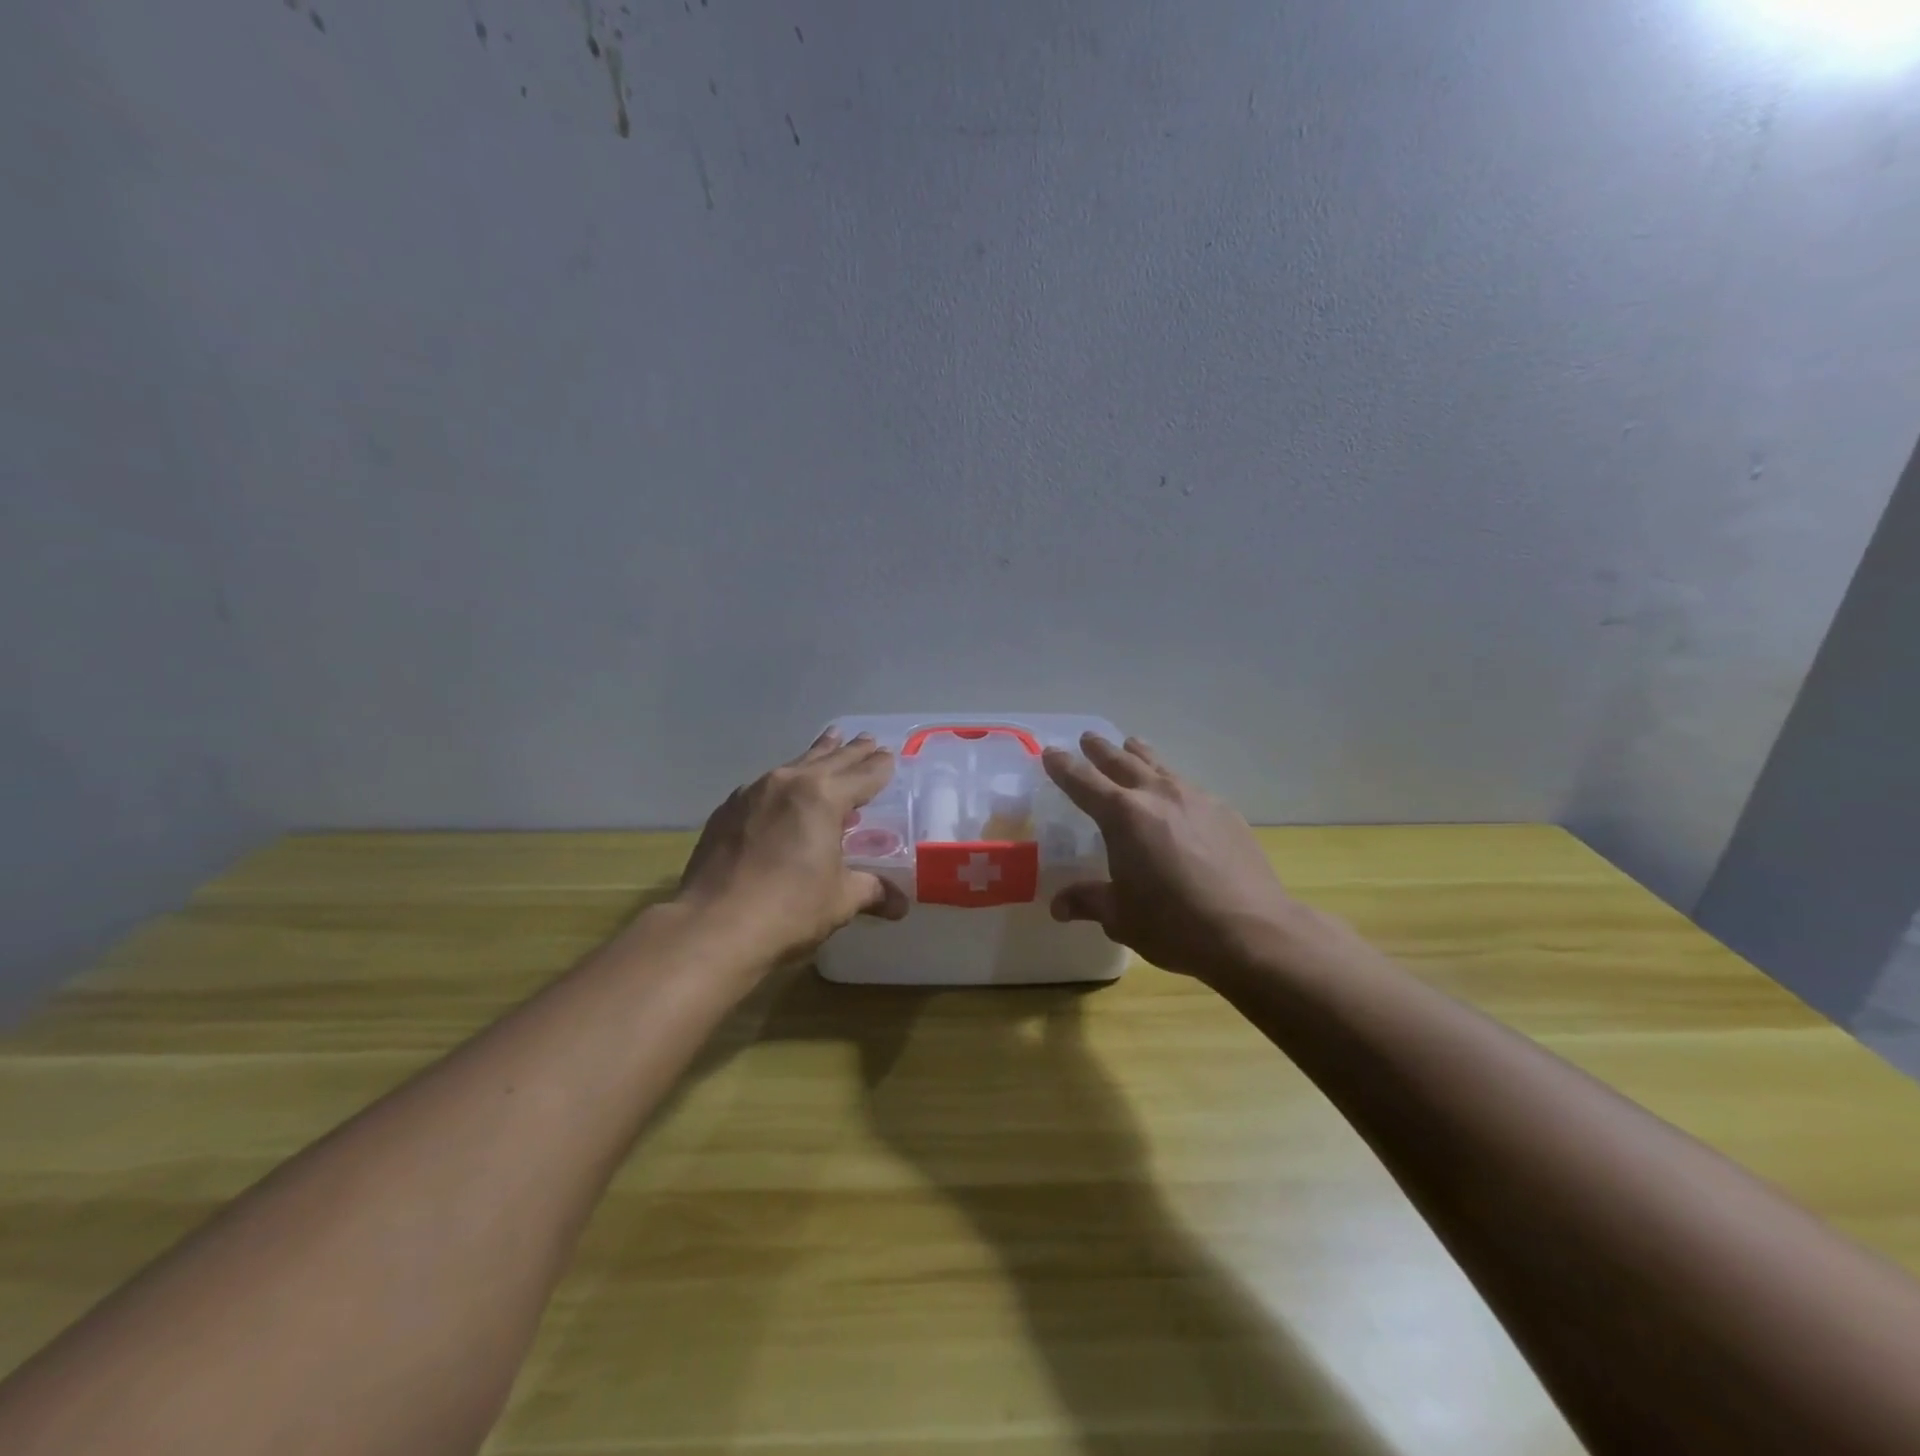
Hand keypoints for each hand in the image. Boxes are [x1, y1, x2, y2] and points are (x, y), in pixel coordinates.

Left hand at [677, 730, 908, 965]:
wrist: (712, 926)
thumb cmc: (789, 909)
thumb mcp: (840, 899)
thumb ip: (872, 891)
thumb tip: (900, 905)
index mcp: (824, 797)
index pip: (863, 775)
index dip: (879, 767)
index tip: (889, 755)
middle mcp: (789, 783)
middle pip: (829, 760)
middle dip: (852, 751)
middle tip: (867, 739)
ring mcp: (753, 793)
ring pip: (794, 765)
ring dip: (817, 754)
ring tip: (830, 740)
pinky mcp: (727, 811)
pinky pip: (765, 786)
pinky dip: (784, 782)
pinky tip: (783, 789)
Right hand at [1042, 734, 1310, 979]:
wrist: (1251, 931)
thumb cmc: (1173, 924)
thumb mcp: (1121, 917)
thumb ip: (1089, 901)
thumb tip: (1059, 906)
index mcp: (1122, 815)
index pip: (1082, 781)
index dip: (1063, 766)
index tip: (1050, 752)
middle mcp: (1157, 795)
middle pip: (1122, 761)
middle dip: (1100, 750)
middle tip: (1088, 738)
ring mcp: (1195, 799)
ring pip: (1159, 766)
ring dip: (1140, 755)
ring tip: (1132, 745)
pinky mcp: (1224, 812)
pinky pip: (1188, 787)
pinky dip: (1171, 783)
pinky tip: (1176, 796)